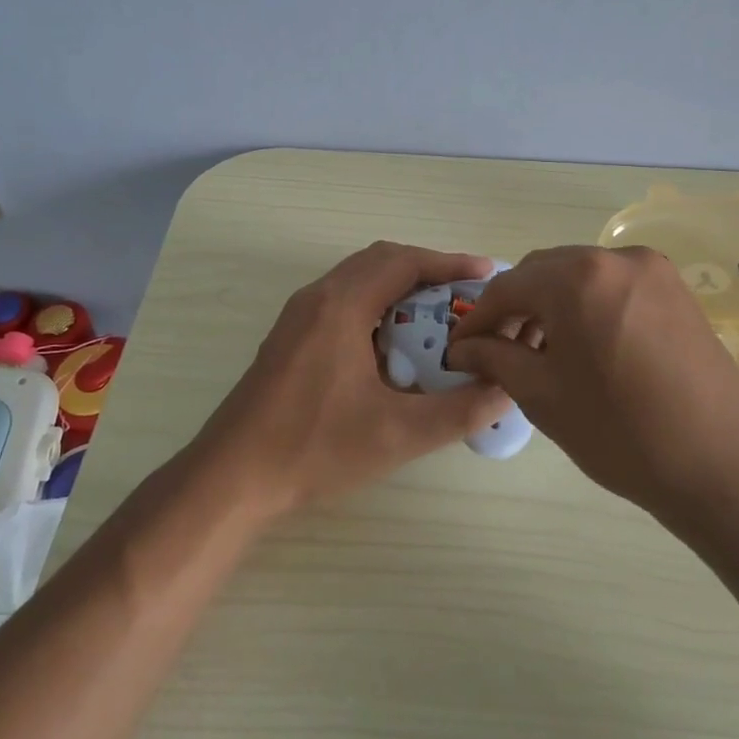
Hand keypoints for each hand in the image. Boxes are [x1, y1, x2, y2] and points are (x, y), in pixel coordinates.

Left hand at [189, 242, 511, 518]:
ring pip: (358, 282)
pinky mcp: (290, 338)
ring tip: (437, 320)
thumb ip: (459, 410)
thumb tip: (506, 389)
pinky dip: (376, 308)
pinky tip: (394, 349)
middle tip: (465, 297)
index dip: (449, 263)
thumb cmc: (314, 448)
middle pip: (380, 262)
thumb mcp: (397, 434)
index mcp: (341, 305)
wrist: (233, 475)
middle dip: (427, 273)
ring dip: (399, 291)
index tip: (486, 273)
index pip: (404, 262)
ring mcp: (298, 317)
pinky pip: (342, 302)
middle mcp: (317, 298)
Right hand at [445, 245, 738, 518]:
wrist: (725, 466)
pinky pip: (613, 287)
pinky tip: (582, 347)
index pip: (508, 287)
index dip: (478, 319)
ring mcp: (653, 271)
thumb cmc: (622, 432)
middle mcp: (615, 258)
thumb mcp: (543, 396)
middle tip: (497, 351)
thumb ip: (495, 359)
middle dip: (515, 309)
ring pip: (580, 277)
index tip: (460, 350)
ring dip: (551, 306)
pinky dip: (587, 307)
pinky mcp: (677, 291)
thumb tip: (464, 348)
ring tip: (539, 353)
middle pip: (544, 273)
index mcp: (578, 277)